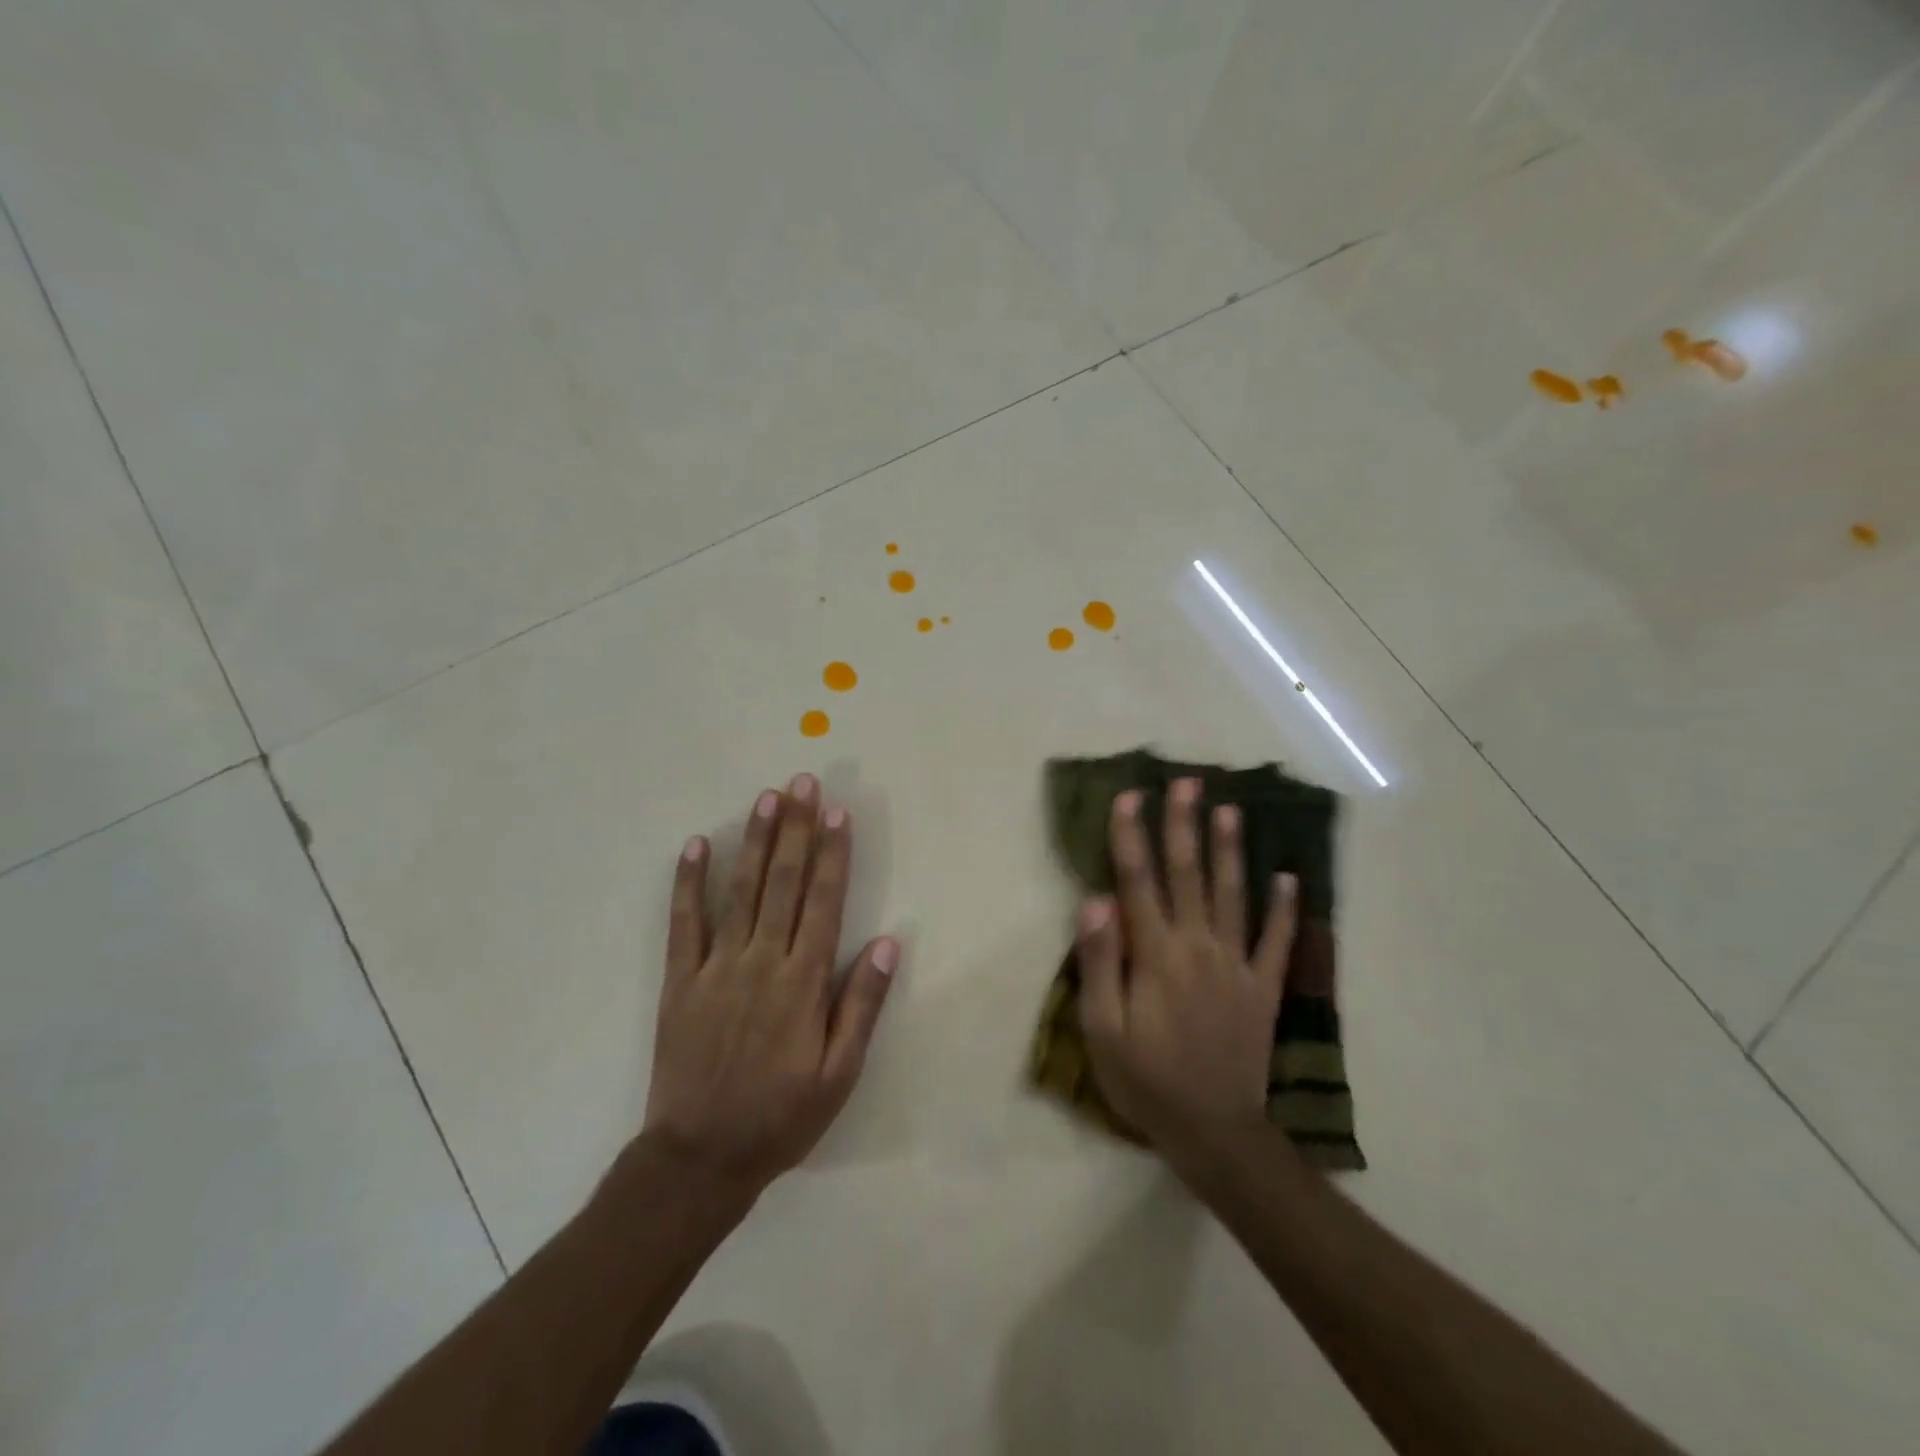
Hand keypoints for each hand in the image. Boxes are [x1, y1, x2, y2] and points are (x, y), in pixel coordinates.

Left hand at [642, 774, 898, 1192]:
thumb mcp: (839, 1075)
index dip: (833, 854)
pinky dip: (689, 883)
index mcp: (803, 982)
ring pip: (740, 891)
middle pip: (783, 883)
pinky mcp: (680, 981)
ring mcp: (717, 967)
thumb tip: (886, 943)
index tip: (836, 812)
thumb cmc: (781, 1116)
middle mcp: (762, 961)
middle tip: (802, 782)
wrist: (701, 1158)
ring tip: (766, 798)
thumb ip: (861, 1006)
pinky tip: (697, 845)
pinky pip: (684, 923)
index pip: (824, 902)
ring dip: (755, 841)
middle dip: (795, 829)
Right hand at [1076, 778, 1296, 1156]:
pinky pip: (1276, 941)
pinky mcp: (1262, 988)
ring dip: (1230, 849)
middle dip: (1184, 824)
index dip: (1131, 836)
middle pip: (1188, 874)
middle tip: (1188, 781)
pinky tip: (1289, 878)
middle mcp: (1198, 946)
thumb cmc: (1146, 1080)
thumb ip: (1100, 962)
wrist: (1214, 1132)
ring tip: (1231, 809)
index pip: (1138, 881)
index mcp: (1156, 954)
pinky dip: (1284, 909)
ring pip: (1233, 895)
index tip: (1130, 795)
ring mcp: (1236, 964)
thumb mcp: (1102, 1029)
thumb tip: (1097, 900)